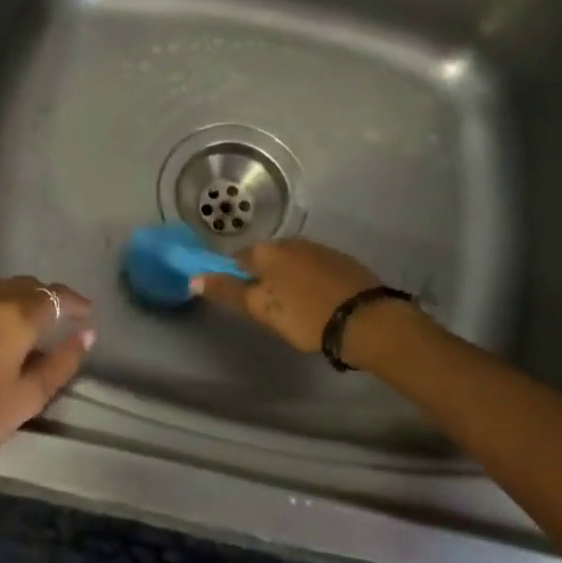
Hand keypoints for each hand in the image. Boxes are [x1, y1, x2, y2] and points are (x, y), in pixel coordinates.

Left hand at [0, 274, 93, 509]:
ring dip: (4, 296)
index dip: (73, 303)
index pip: (54, 296)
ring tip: (8, 320)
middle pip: (21, 286)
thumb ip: (62, 363)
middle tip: (48, 323)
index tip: (85, 313)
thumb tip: (86, 334)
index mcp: (12, 316)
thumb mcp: (25, 401)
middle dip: (40, 301)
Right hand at [194, 239, 381, 353]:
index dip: (235, 277)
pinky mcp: (344, 262)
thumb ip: (228, 292)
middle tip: (268, 307)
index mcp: (268, 251)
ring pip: (293, 262)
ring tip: (294, 307)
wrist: (367, 320)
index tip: (241, 298)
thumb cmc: (306, 315)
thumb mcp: (262, 308)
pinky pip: (316, 269)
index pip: (239, 258)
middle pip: (267, 258)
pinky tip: (318, 301)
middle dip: (263, 277)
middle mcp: (292, 243)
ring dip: (288, 279)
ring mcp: (321, 250)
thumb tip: (194, 278)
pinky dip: (311, 281)